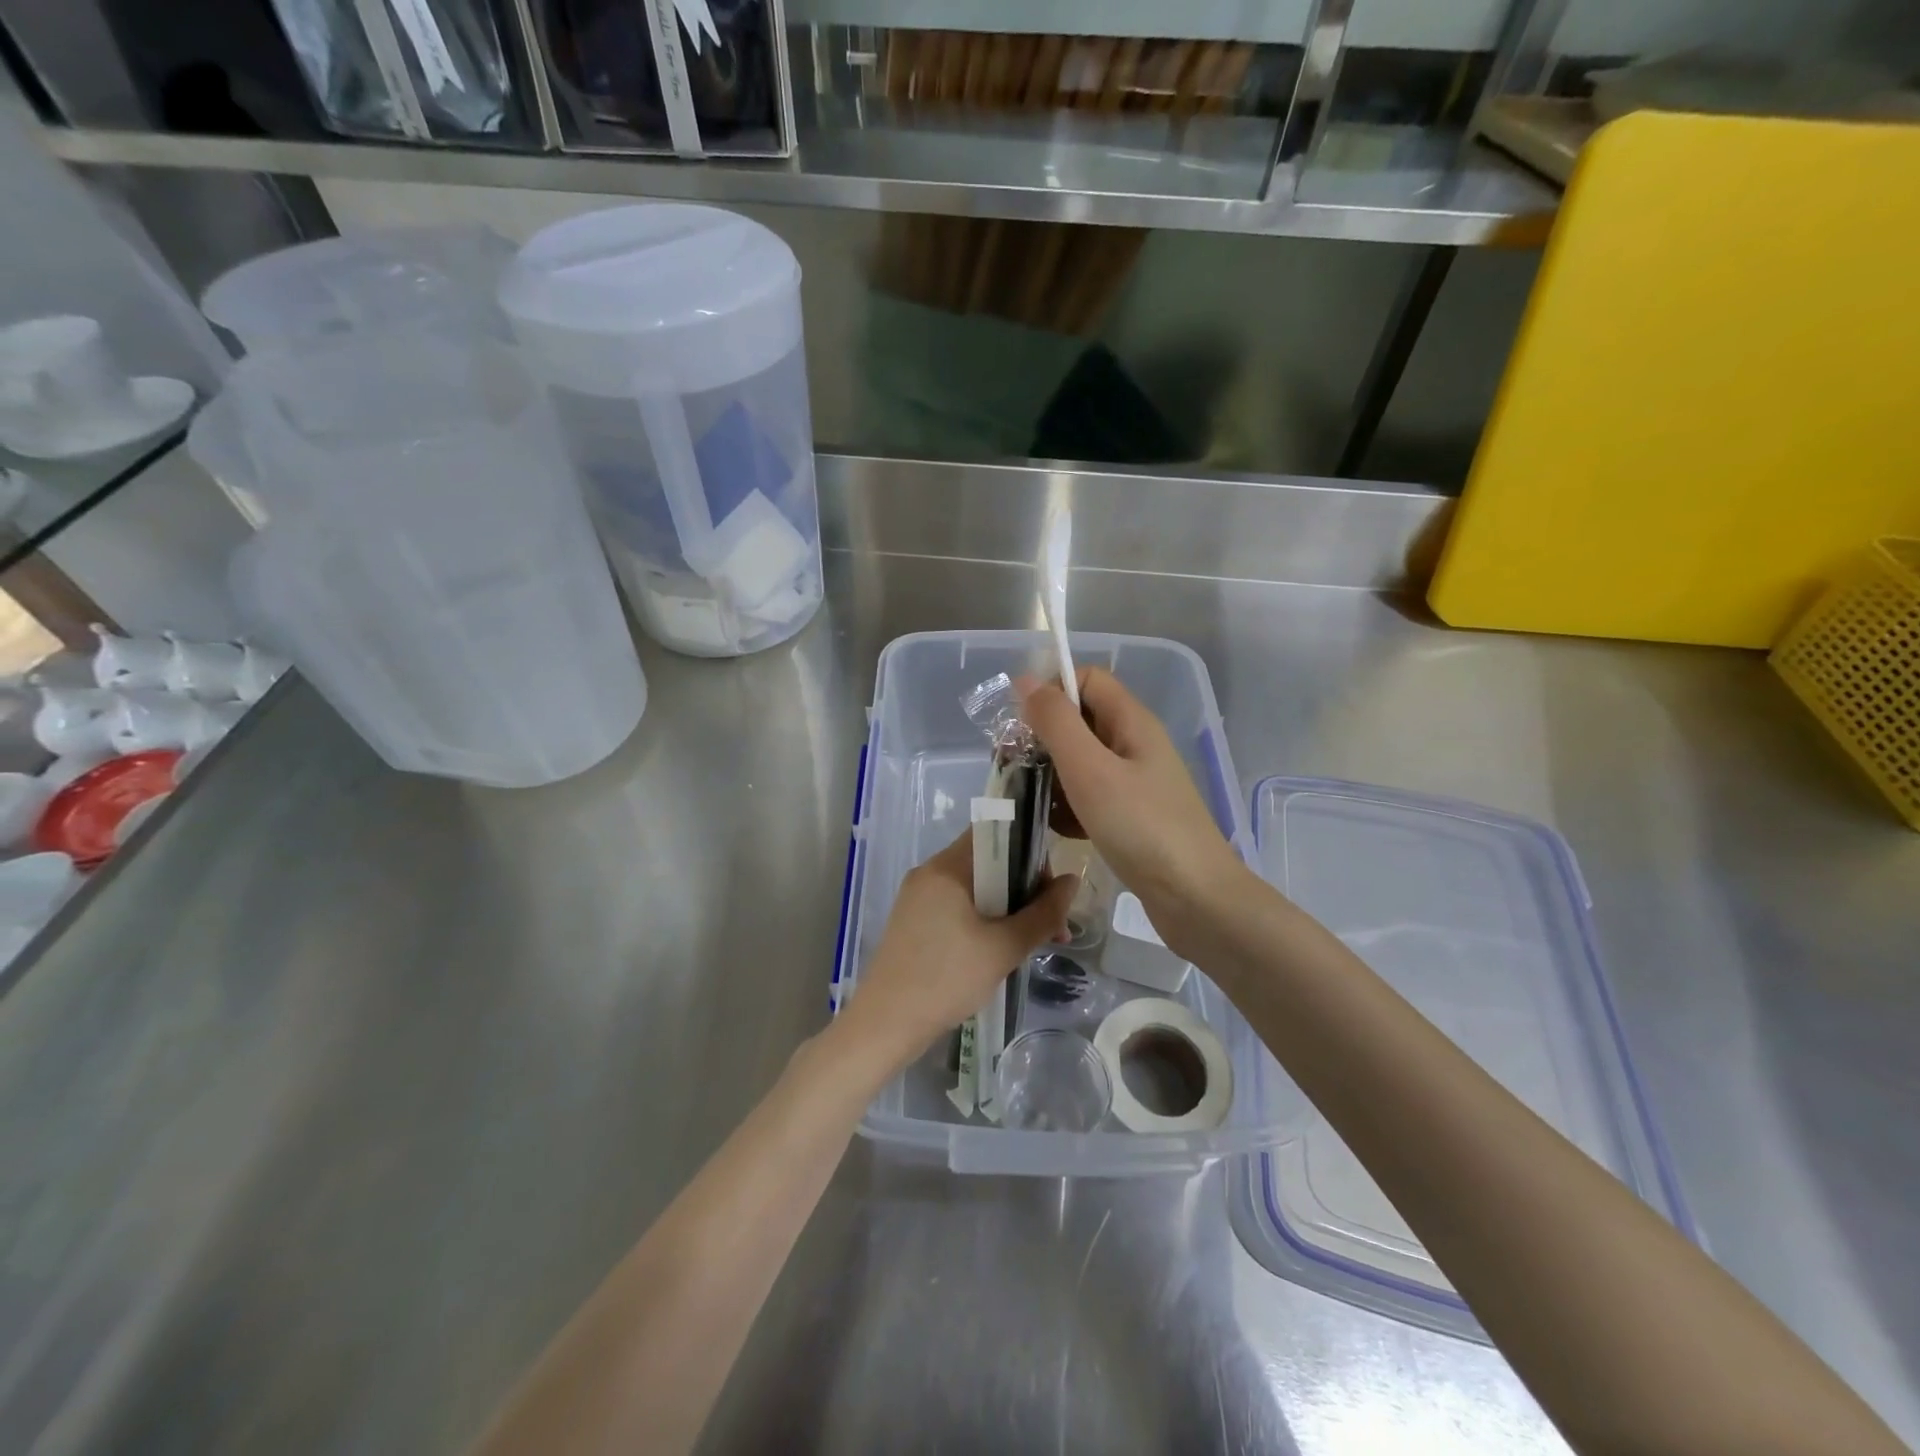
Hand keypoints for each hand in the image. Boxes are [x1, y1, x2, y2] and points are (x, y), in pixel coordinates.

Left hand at [839, 832, 1076, 1071]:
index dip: (1028, 850)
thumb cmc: (946, 979)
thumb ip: (1042, 914)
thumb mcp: (1004, 948)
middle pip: (987, 862)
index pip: (994, 833)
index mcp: (946, 867)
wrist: (885, 1024)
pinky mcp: (914, 922)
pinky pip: (957, 907)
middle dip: (1024, 888)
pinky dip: (984, 919)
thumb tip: (1072, 881)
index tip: (1050, 885)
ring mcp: (918, 898)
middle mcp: (929, 873)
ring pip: (975, 888)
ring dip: (1008, 908)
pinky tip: (1001, 950)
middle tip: (1052, 926)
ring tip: (1035, 943)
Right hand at [1020, 668, 1248, 956]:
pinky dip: (1071, 806)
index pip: (1087, 679)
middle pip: (1081, 720)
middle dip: (1045, 738)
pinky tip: (1058, 829)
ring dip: (1053, 775)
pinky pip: (1091, 797)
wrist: (1196, 899)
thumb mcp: (1090, 769)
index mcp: (1132, 722)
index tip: (1022, 725)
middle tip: (1016, 767)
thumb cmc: (1141, 828)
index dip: (1051, 690)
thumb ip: (1056, 722)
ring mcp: (1136, 783)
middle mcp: (1135, 745)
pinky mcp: (1133, 817)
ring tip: (1031, 801)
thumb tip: (1026, 680)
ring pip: (1082, 762)